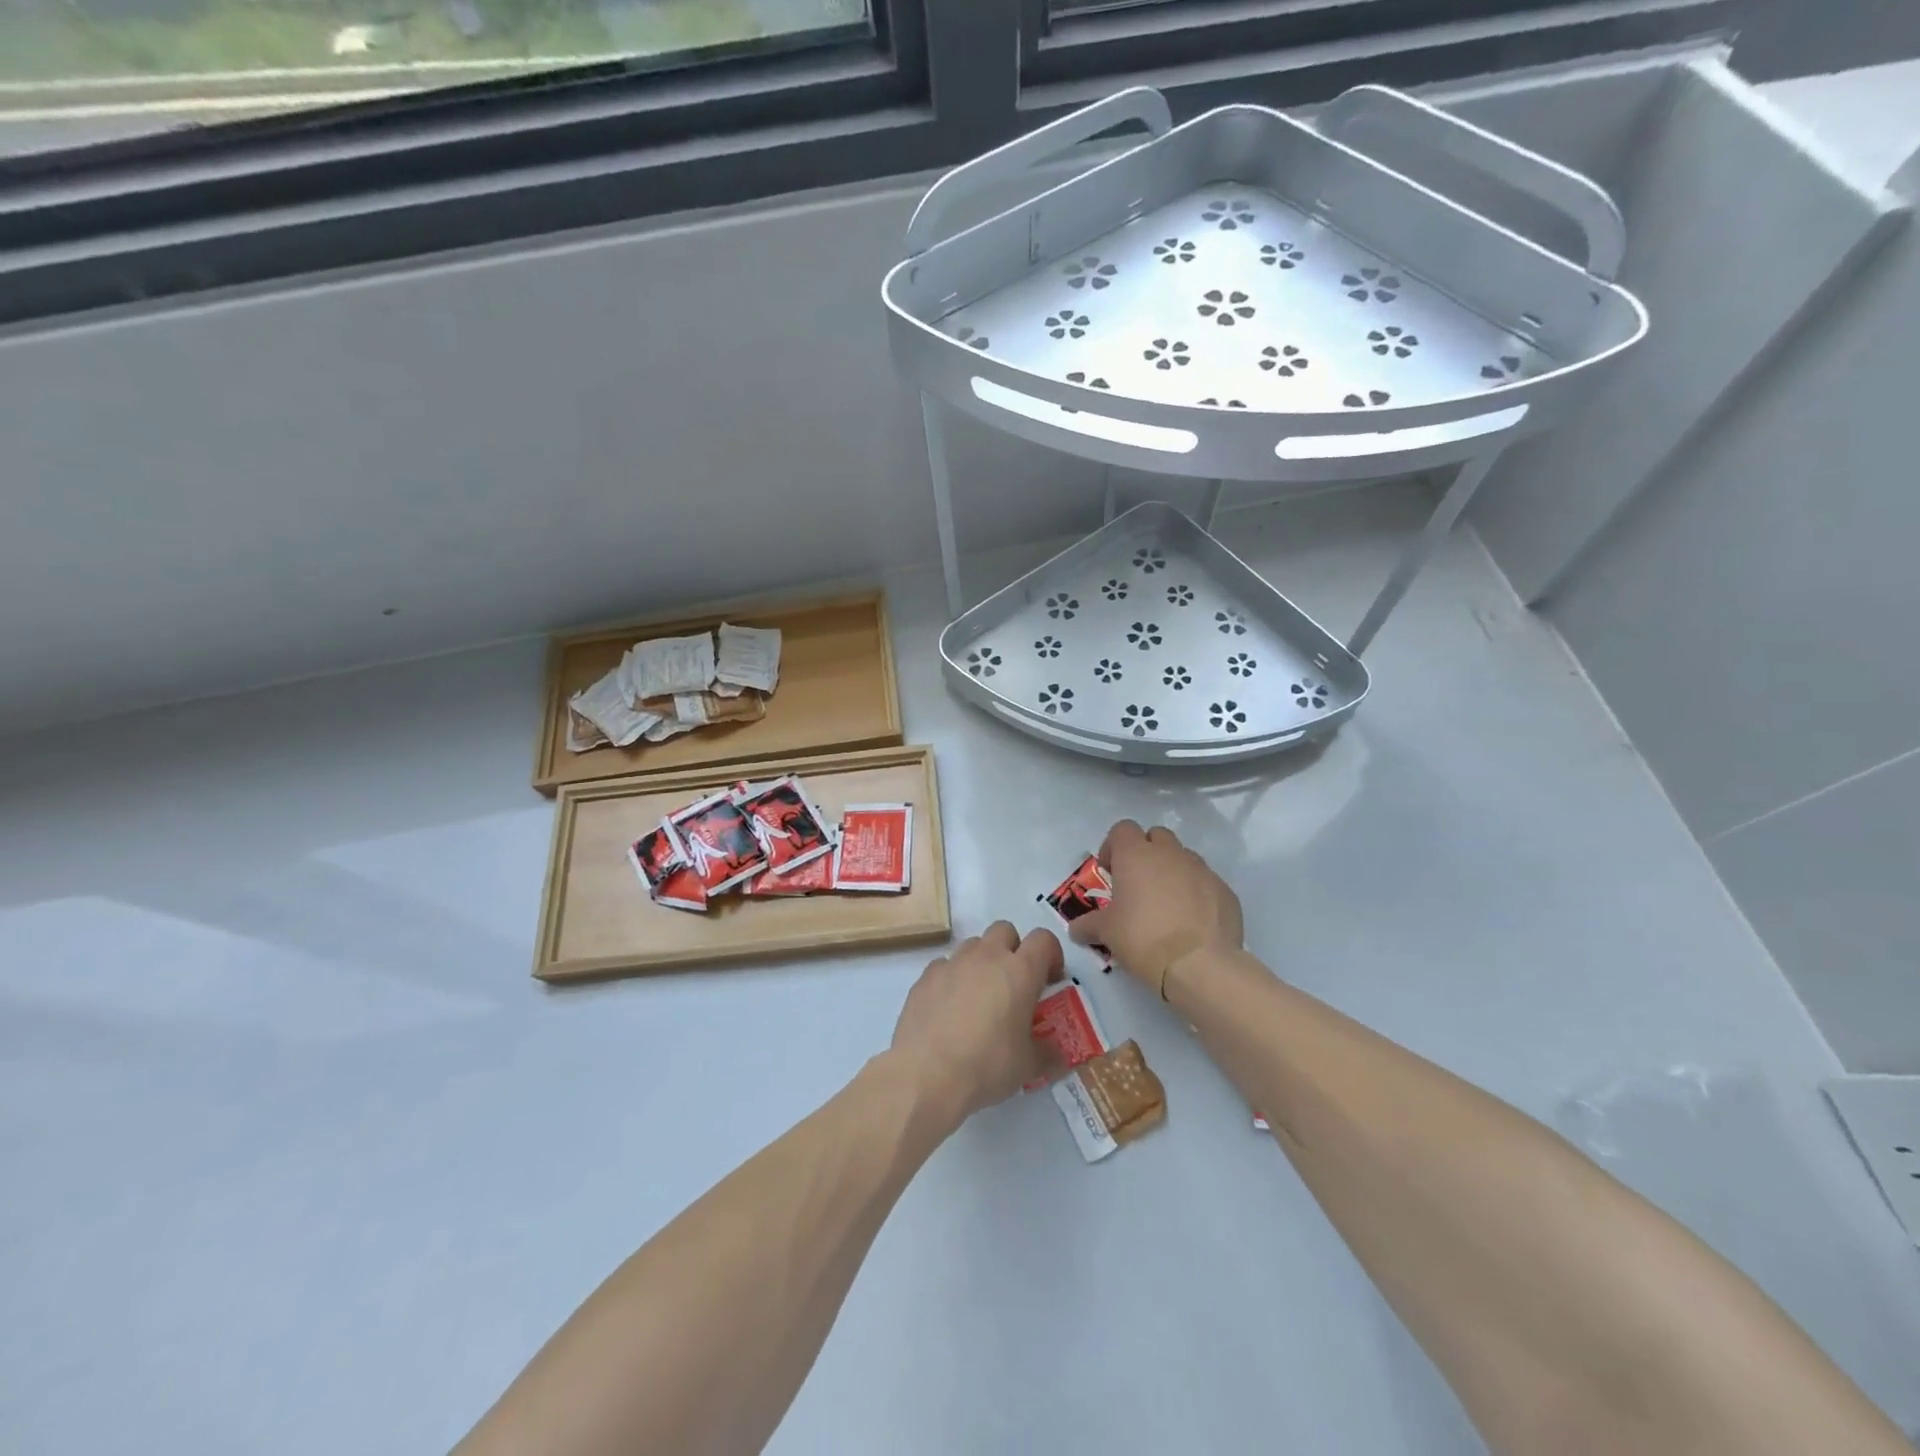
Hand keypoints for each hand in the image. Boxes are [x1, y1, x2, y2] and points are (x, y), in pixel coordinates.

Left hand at [890, 922, 1061, 1123]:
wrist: (927, 1074)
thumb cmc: (988, 1065)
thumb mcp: (1028, 1066)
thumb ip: (1047, 1053)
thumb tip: (1056, 1053)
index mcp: (1020, 971)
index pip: (1043, 939)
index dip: (1051, 954)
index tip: (1050, 980)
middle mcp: (986, 957)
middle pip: (1005, 930)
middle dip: (1013, 950)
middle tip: (1014, 984)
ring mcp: (952, 963)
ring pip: (973, 945)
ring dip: (982, 962)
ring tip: (980, 997)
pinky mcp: (925, 977)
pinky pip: (944, 965)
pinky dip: (952, 978)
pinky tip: (950, 1008)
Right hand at [1070, 820, 1242, 997]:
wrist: (1201, 966)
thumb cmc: (1144, 939)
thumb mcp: (1106, 933)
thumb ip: (1088, 925)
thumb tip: (1076, 930)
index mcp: (1136, 855)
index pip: (1122, 829)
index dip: (1113, 847)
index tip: (1111, 873)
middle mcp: (1170, 853)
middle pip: (1156, 836)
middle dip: (1146, 853)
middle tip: (1137, 885)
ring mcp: (1202, 869)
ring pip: (1183, 858)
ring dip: (1172, 872)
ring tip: (1166, 906)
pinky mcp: (1225, 891)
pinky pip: (1205, 882)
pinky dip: (1196, 893)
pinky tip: (1191, 923)